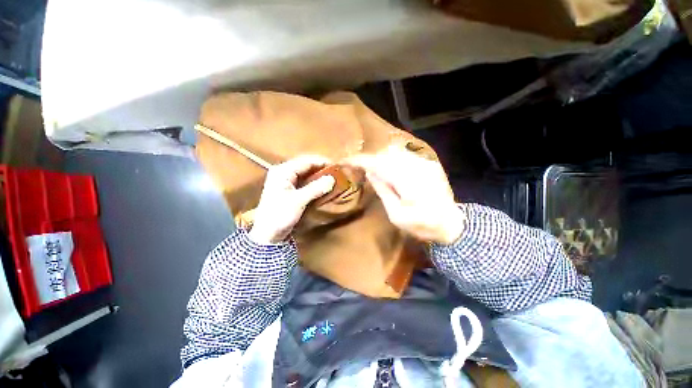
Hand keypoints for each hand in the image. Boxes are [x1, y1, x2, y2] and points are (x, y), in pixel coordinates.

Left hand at [249, 156, 335, 243]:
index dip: (322, 162)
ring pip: (305, 173)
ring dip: (318, 175)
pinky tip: (322, 185)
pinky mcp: (288, 189)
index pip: (306, 161)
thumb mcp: (299, 201)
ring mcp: (285, 180)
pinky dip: (314, 182)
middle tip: (336, 173)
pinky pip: (304, 181)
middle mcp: (283, 172)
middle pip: (305, 165)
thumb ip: (315, 188)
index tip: (336, 166)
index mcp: (283, 171)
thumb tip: (332, 179)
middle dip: (321, 168)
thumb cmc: (280, 215)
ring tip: (332, 178)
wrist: (267, 233)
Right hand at [347, 146, 465, 244]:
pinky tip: (391, 171)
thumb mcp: (397, 215)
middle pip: (387, 155)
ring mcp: (426, 163)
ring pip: (396, 153)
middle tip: (360, 168)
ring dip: (382, 159)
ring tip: (374, 170)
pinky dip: (394, 161)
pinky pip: (406, 157)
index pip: (380, 164)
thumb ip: (383, 190)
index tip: (347, 160)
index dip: (362, 160)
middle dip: (371, 159)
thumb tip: (370, 172)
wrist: (452, 224)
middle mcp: (418, 167)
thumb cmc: (422, 225)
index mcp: (409, 183)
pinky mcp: (430, 164)